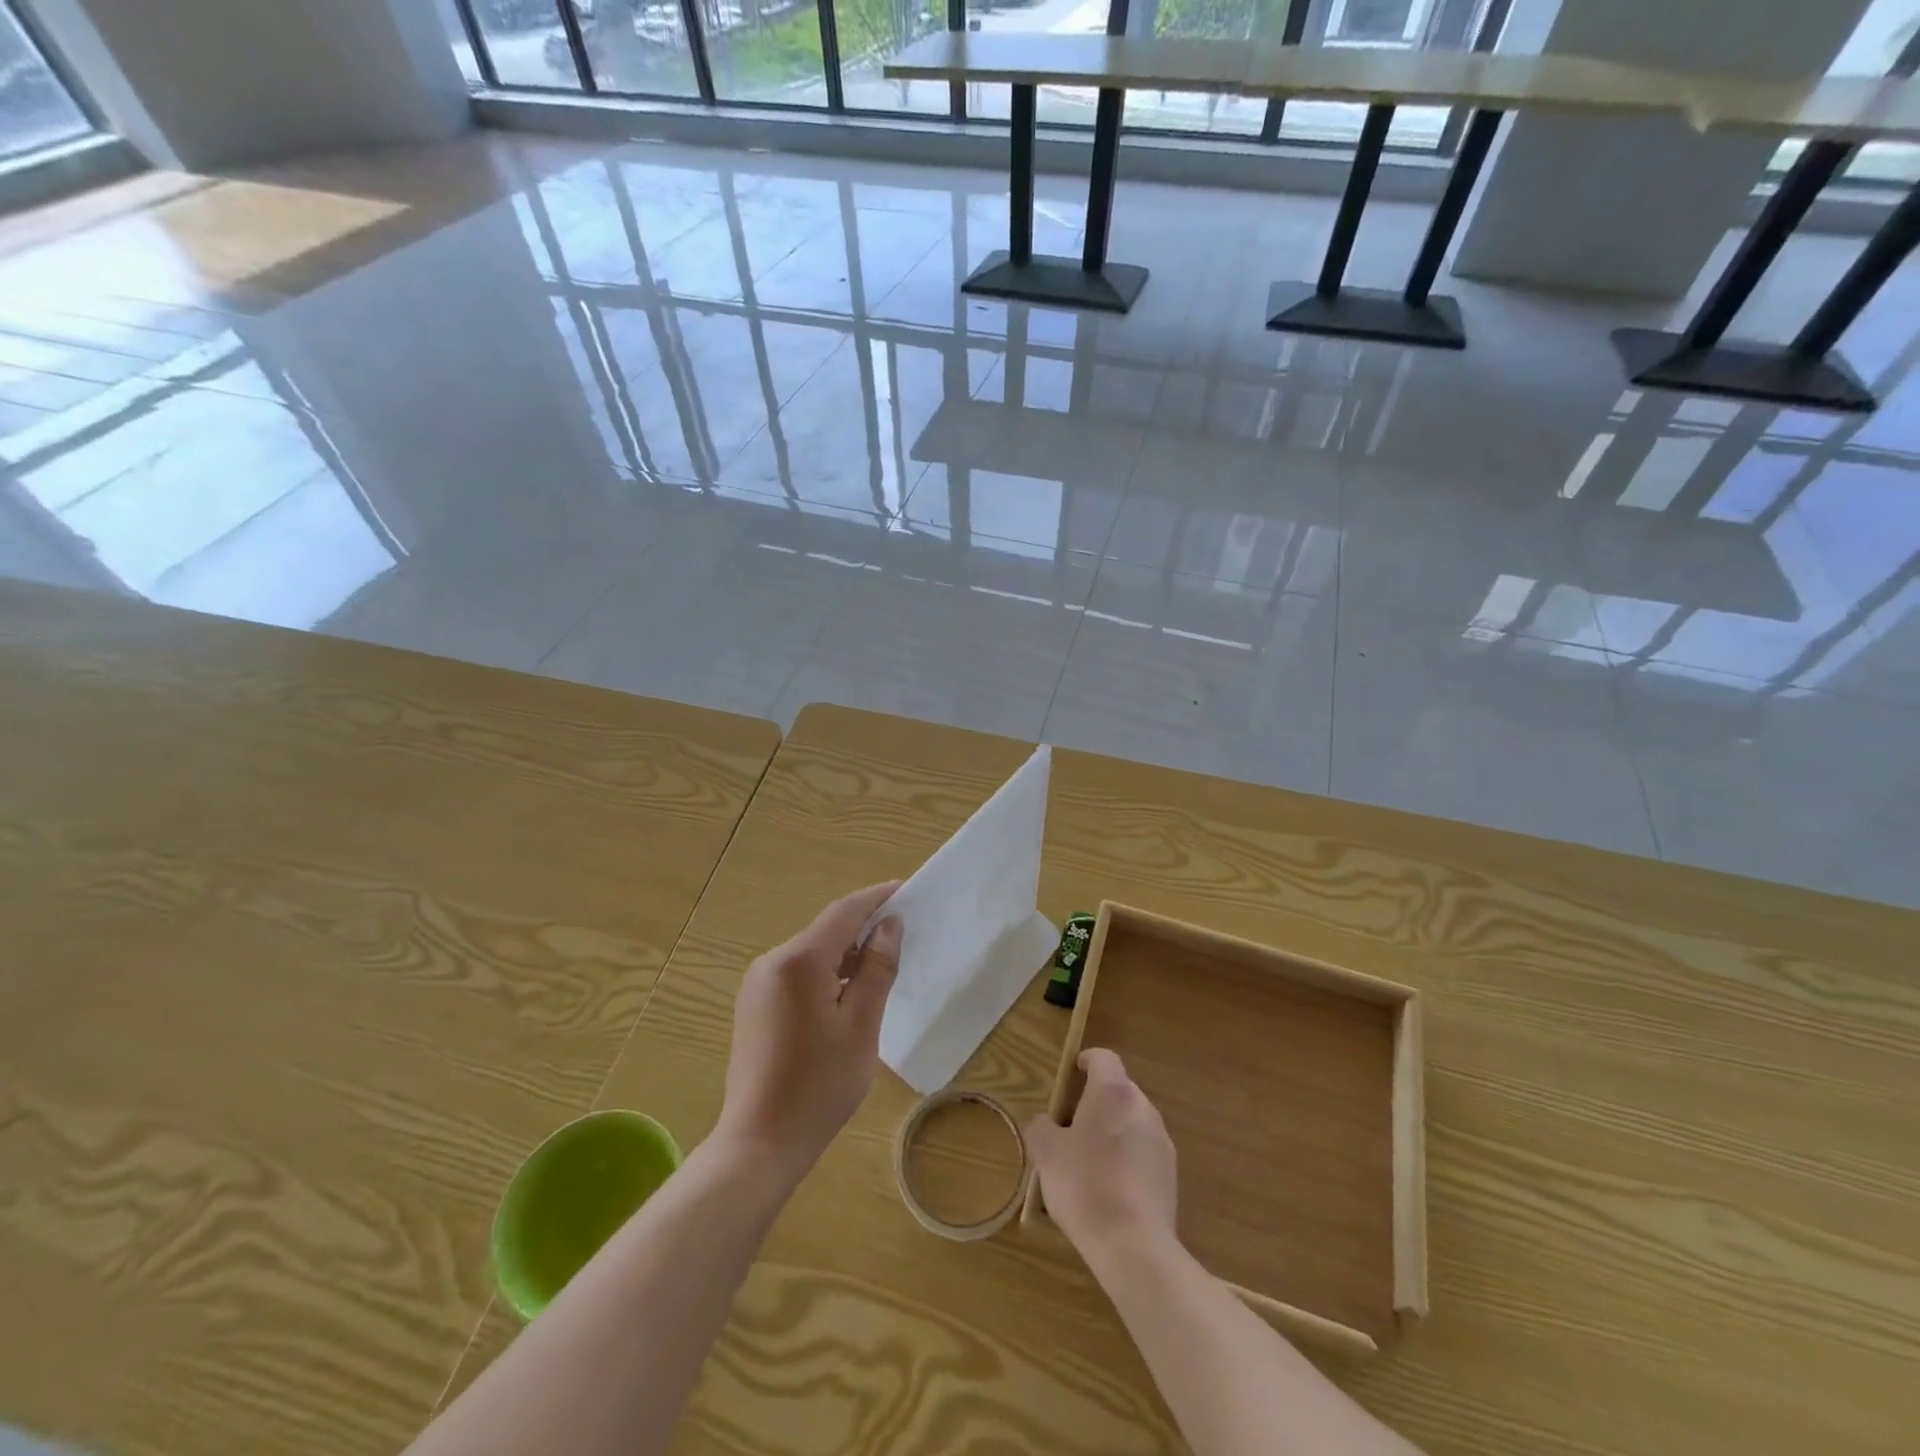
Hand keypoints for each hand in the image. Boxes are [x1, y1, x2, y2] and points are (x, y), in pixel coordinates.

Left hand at [713, 882, 903, 1185]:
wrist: (759, 1143)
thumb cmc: (819, 1085)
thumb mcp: (861, 1025)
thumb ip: (877, 969)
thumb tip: (889, 926)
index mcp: (799, 961)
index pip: (844, 912)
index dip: (876, 898)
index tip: (905, 889)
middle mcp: (772, 961)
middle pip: (826, 930)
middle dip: (863, 926)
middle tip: (902, 932)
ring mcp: (758, 983)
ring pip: (811, 952)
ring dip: (846, 952)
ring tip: (881, 964)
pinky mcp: (754, 1004)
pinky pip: (797, 972)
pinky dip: (826, 972)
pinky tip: (847, 992)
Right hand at [1026, 1049, 1177, 1266]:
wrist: (1134, 1246)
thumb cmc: (1085, 1185)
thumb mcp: (1047, 1154)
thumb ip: (1041, 1128)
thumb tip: (1043, 1123)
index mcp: (1114, 1092)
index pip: (1104, 1058)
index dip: (1087, 1061)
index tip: (1072, 1074)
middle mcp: (1142, 1108)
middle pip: (1119, 1091)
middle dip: (1097, 1102)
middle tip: (1071, 1125)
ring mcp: (1161, 1142)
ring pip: (1132, 1123)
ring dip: (1113, 1131)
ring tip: (1089, 1161)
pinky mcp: (1170, 1175)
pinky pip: (1143, 1153)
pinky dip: (1127, 1159)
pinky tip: (1109, 1189)